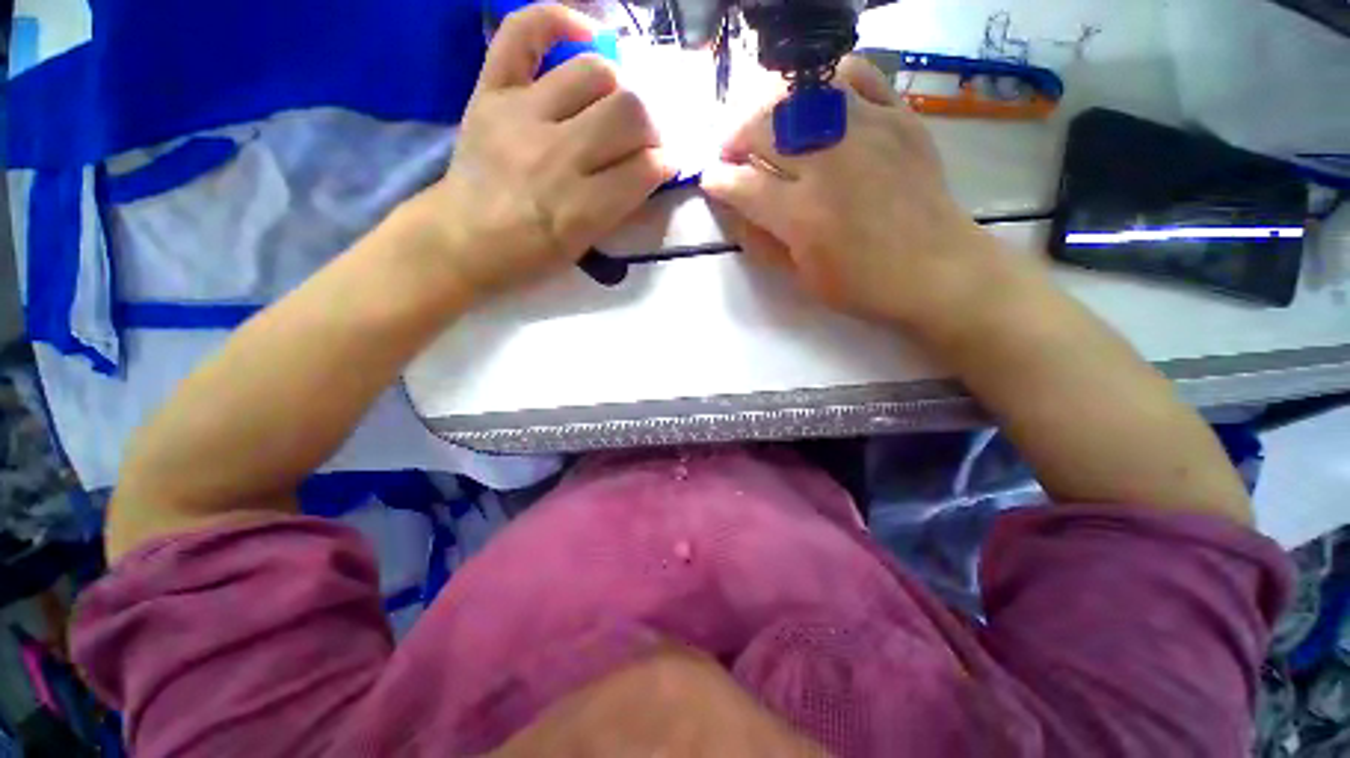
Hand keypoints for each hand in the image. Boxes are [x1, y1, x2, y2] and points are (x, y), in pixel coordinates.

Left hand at [413, 4, 673, 299]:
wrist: (462, 239)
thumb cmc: (529, 255)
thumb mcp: (584, 248)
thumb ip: (622, 209)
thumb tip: (655, 170)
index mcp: (580, 209)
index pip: (645, 169)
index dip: (664, 165)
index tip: (663, 166)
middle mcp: (555, 156)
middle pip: (629, 113)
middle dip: (650, 127)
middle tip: (643, 139)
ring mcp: (521, 115)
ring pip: (595, 72)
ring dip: (620, 89)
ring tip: (615, 106)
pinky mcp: (492, 91)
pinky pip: (524, 32)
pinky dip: (559, 20)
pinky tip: (587, 35)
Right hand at [702, 56, 1020, 335]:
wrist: (937, 271)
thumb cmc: (862, 286)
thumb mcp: (801, 277)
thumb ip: (763, 241)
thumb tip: (734, 210)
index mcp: (802, 215)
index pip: (742, 185)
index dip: (718, 181)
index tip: (710, 180)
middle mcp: (828, 163)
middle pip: (762, 128)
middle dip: (734, 137)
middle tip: (732, 152)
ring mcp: (866, 131)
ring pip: (799, 94)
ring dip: (769, 107)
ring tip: (766, 125)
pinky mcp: (898, 117)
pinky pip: (854, 75)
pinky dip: (826, 83)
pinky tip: (817, 104)